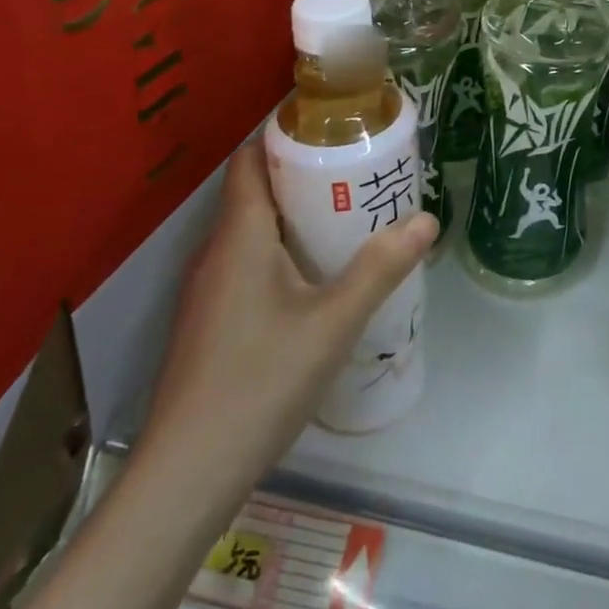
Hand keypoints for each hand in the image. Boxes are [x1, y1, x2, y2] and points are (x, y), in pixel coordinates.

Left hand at [140, 140, 437, 505]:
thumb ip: (380, 269)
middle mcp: (216, 253)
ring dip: (294, 218)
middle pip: (256, 192)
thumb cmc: (259, 383)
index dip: (284, 136)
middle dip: (304, 176)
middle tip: (357, 174)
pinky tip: (315, 282)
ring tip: (346, 220)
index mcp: (240, 235)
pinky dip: (280, 254)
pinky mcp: (209, 324)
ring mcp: (207, 292)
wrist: (184, 478)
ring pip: (252, 233)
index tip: (332, 129)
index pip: (250, 159)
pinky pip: (246, 266)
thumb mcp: (333, 323)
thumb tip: (424, 219)